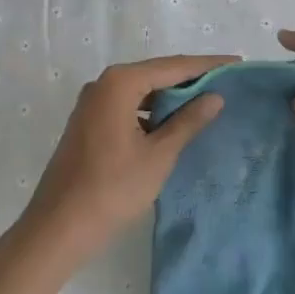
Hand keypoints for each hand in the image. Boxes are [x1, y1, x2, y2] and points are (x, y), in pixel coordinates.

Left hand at [20, 55, 230, 264]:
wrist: (57, 229)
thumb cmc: (112, 190)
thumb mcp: (159, 155)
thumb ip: (188, 122)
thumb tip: (215, 97)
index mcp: (120, 83)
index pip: (173, 66)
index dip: (207, 66)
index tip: (236, 64)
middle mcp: (103, 84)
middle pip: (156, 73)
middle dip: (190, 78)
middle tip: (225, 81)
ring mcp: (92, 103)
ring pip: (141, 90)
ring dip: (170, 96)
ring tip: (205, 102)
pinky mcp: (88, 122)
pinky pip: (128, 105)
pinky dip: (151, 110)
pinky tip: (171, 124)